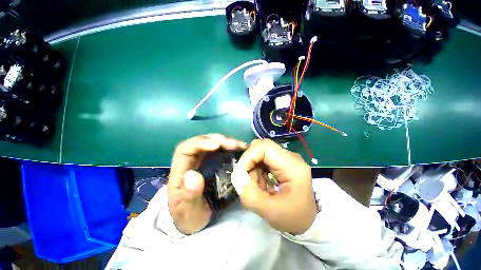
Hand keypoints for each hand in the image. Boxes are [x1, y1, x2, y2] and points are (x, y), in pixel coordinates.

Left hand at [168, 134, 246, 234]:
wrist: (194, 220)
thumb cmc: (189, 216)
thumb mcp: (188, 212)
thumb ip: (189, 196)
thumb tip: (193, 174)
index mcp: (180, 170)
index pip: (186, 149)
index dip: (200, 143)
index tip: (217, 146)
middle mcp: (192, 161)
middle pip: (203, 141)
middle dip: (219, 140)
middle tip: (235, 145)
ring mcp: (204, 160)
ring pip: (214, 143)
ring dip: (227, 142)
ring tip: (241, 146)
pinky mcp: (213, 162)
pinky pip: (222, 150)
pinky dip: (231, 148)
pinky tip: (241, 150)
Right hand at [234, 139, 316, 234]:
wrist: (306, 219)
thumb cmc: (293, 217)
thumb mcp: (270, 212)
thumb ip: (250, 196)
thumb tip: (237, 179)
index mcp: (292, 166)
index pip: (265, 147)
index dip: (249, 156)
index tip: (240, 172)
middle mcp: (290, 157)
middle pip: (262, 147)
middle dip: (249, 162)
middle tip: (247, 179)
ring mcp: (286, 158)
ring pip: (260, 152)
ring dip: (252, 167)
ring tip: (257, 186)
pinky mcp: (281, 162)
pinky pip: (262, 159)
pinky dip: (256, 169)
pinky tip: (261, 183)